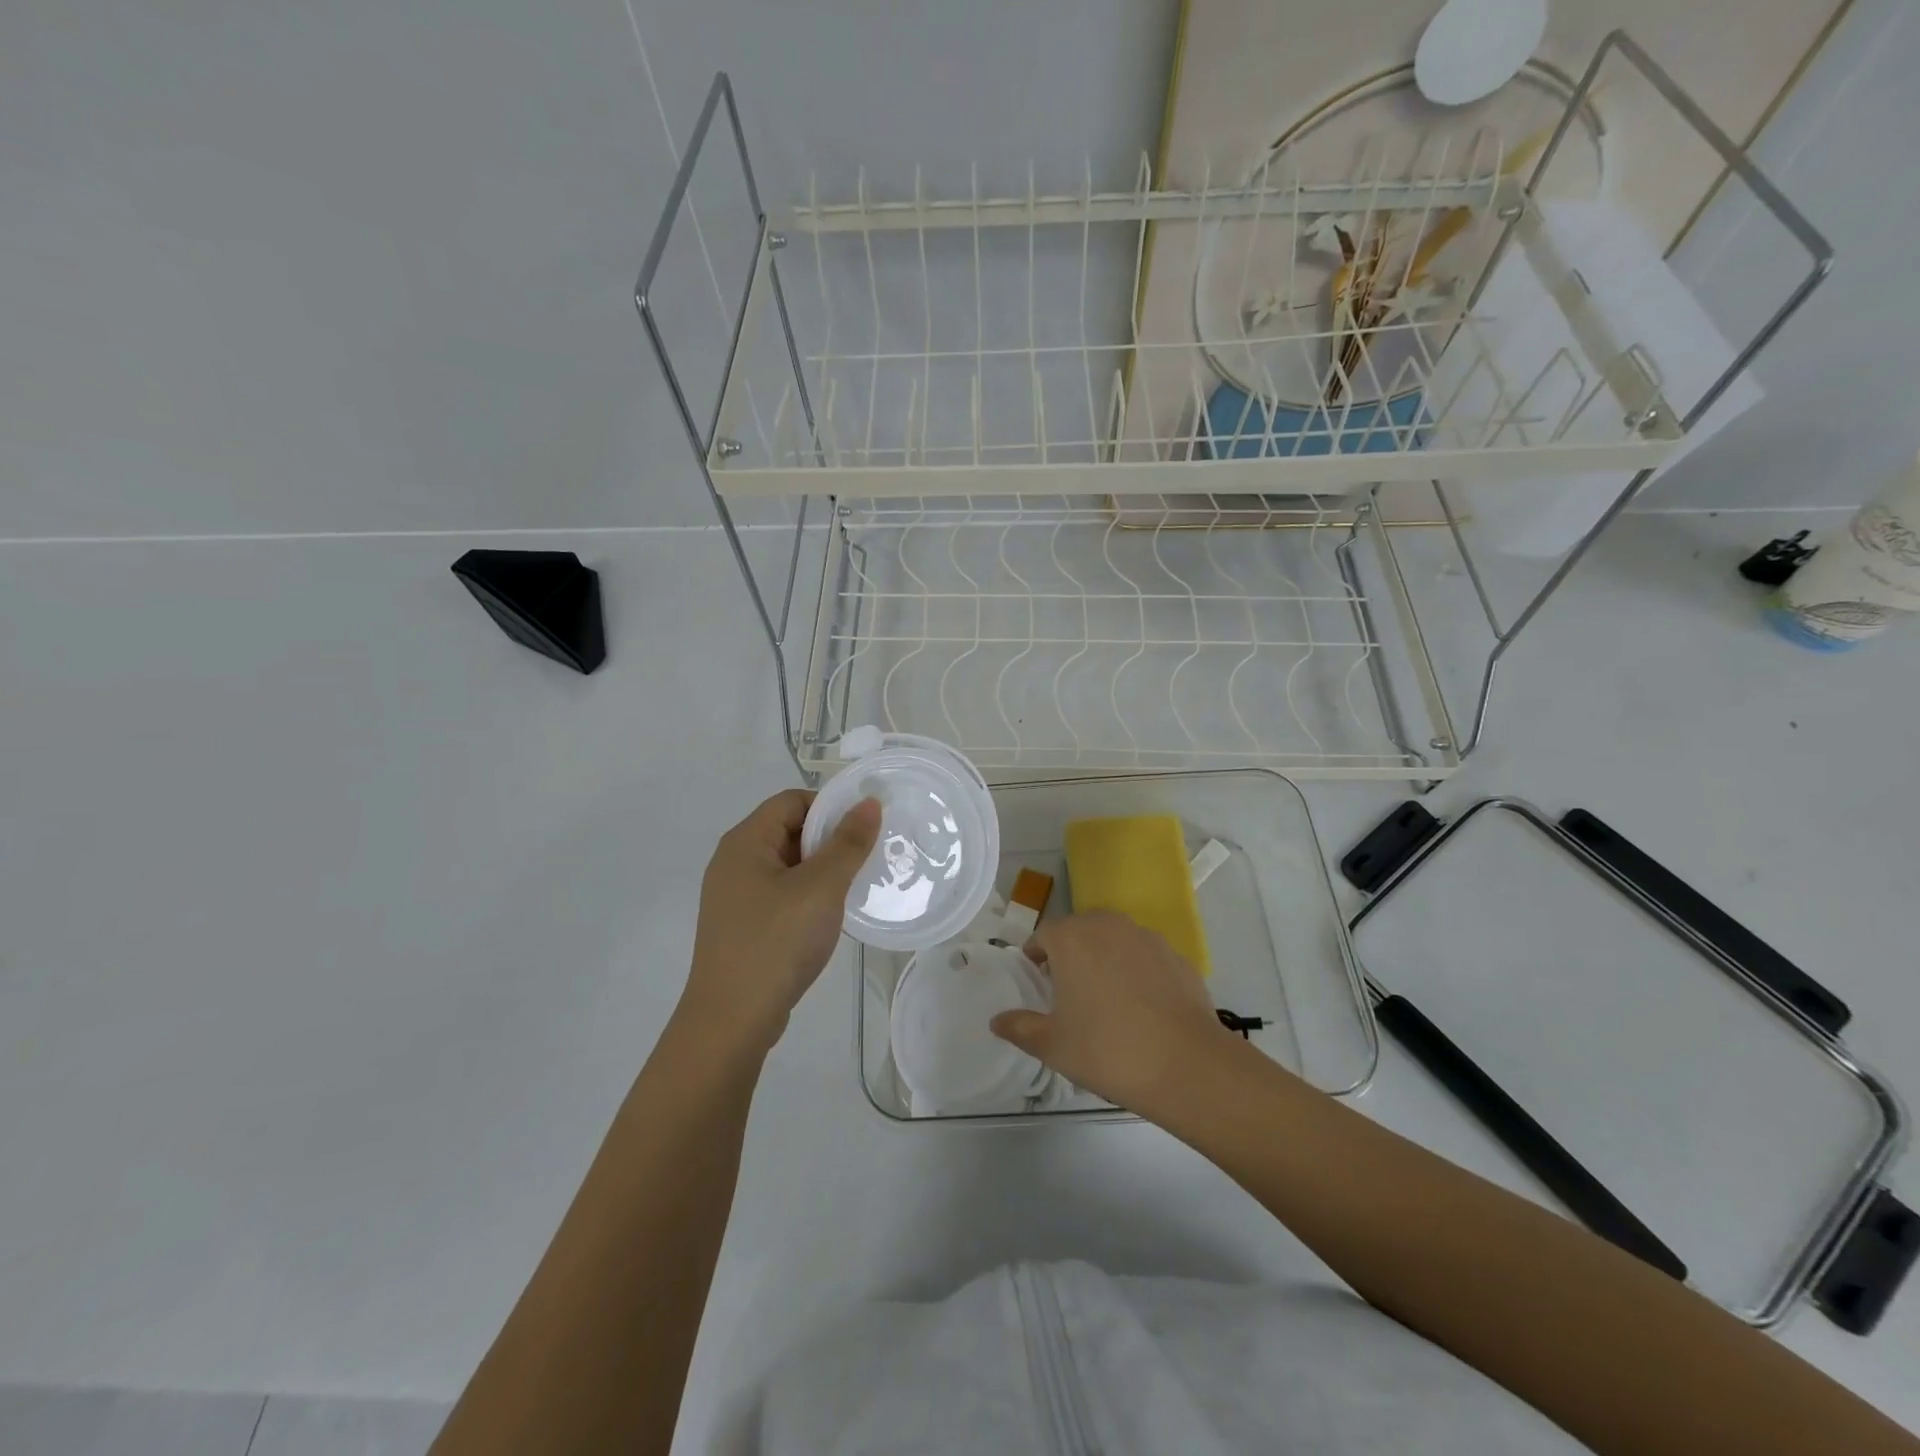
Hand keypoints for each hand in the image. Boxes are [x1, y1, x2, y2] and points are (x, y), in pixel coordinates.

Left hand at [683, 788, 881, 1054]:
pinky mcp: (742, 927)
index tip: (865, 824)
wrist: (732, 1021)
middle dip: (829, 839)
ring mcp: (735, 897)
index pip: (791, 801)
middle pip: (788, 831)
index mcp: (745, 843)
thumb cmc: (777, 942)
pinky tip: (830, 916)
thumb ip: (848, 843)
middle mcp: (734, 863)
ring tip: (856, 884)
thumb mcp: (821, 887)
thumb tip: (869, 803)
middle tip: (868, 854)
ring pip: (787, 866)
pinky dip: (807, 896)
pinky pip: (781, 895)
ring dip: (821, 870)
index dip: (829, 805)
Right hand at [990, 910, 1235, 1115]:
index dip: (1037, 956)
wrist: (1187, 1064)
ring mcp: (1147, 937)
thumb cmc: (1107, 1050)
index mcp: (1071, 938)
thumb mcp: (1053, 1046)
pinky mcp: (1177, 956)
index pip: (1044, 934)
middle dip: (1071, 953)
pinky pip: (1146, 957)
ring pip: (1115, 940)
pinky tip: (1143, 1008)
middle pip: (1080, 930)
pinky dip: (1138, 972)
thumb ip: (1020, 1028)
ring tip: (1108, 999)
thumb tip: (997, 1021)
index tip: (1038, 981)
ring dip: (1105, 959)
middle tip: (1069, 992)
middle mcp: (1107, 926)